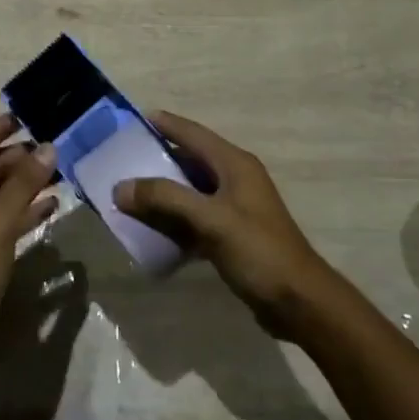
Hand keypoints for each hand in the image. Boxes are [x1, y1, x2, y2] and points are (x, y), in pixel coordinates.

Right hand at [115, 110, 348, 336]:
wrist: (298, 301)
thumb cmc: (258, 251)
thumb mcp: (210, 220)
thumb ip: (165, 199)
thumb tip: (121, 187)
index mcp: (234, 165)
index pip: (193, 134)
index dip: (165, 124)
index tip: (133, 119)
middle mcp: (235, 179)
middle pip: (189, 161)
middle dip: (156, 160)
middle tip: (120, 160)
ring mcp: (234, 208)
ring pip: (189, 191)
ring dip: (162, 193)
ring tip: (127, 194)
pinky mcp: (231, 234)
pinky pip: (194, 218)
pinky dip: (173, 220)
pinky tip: (150, 229)